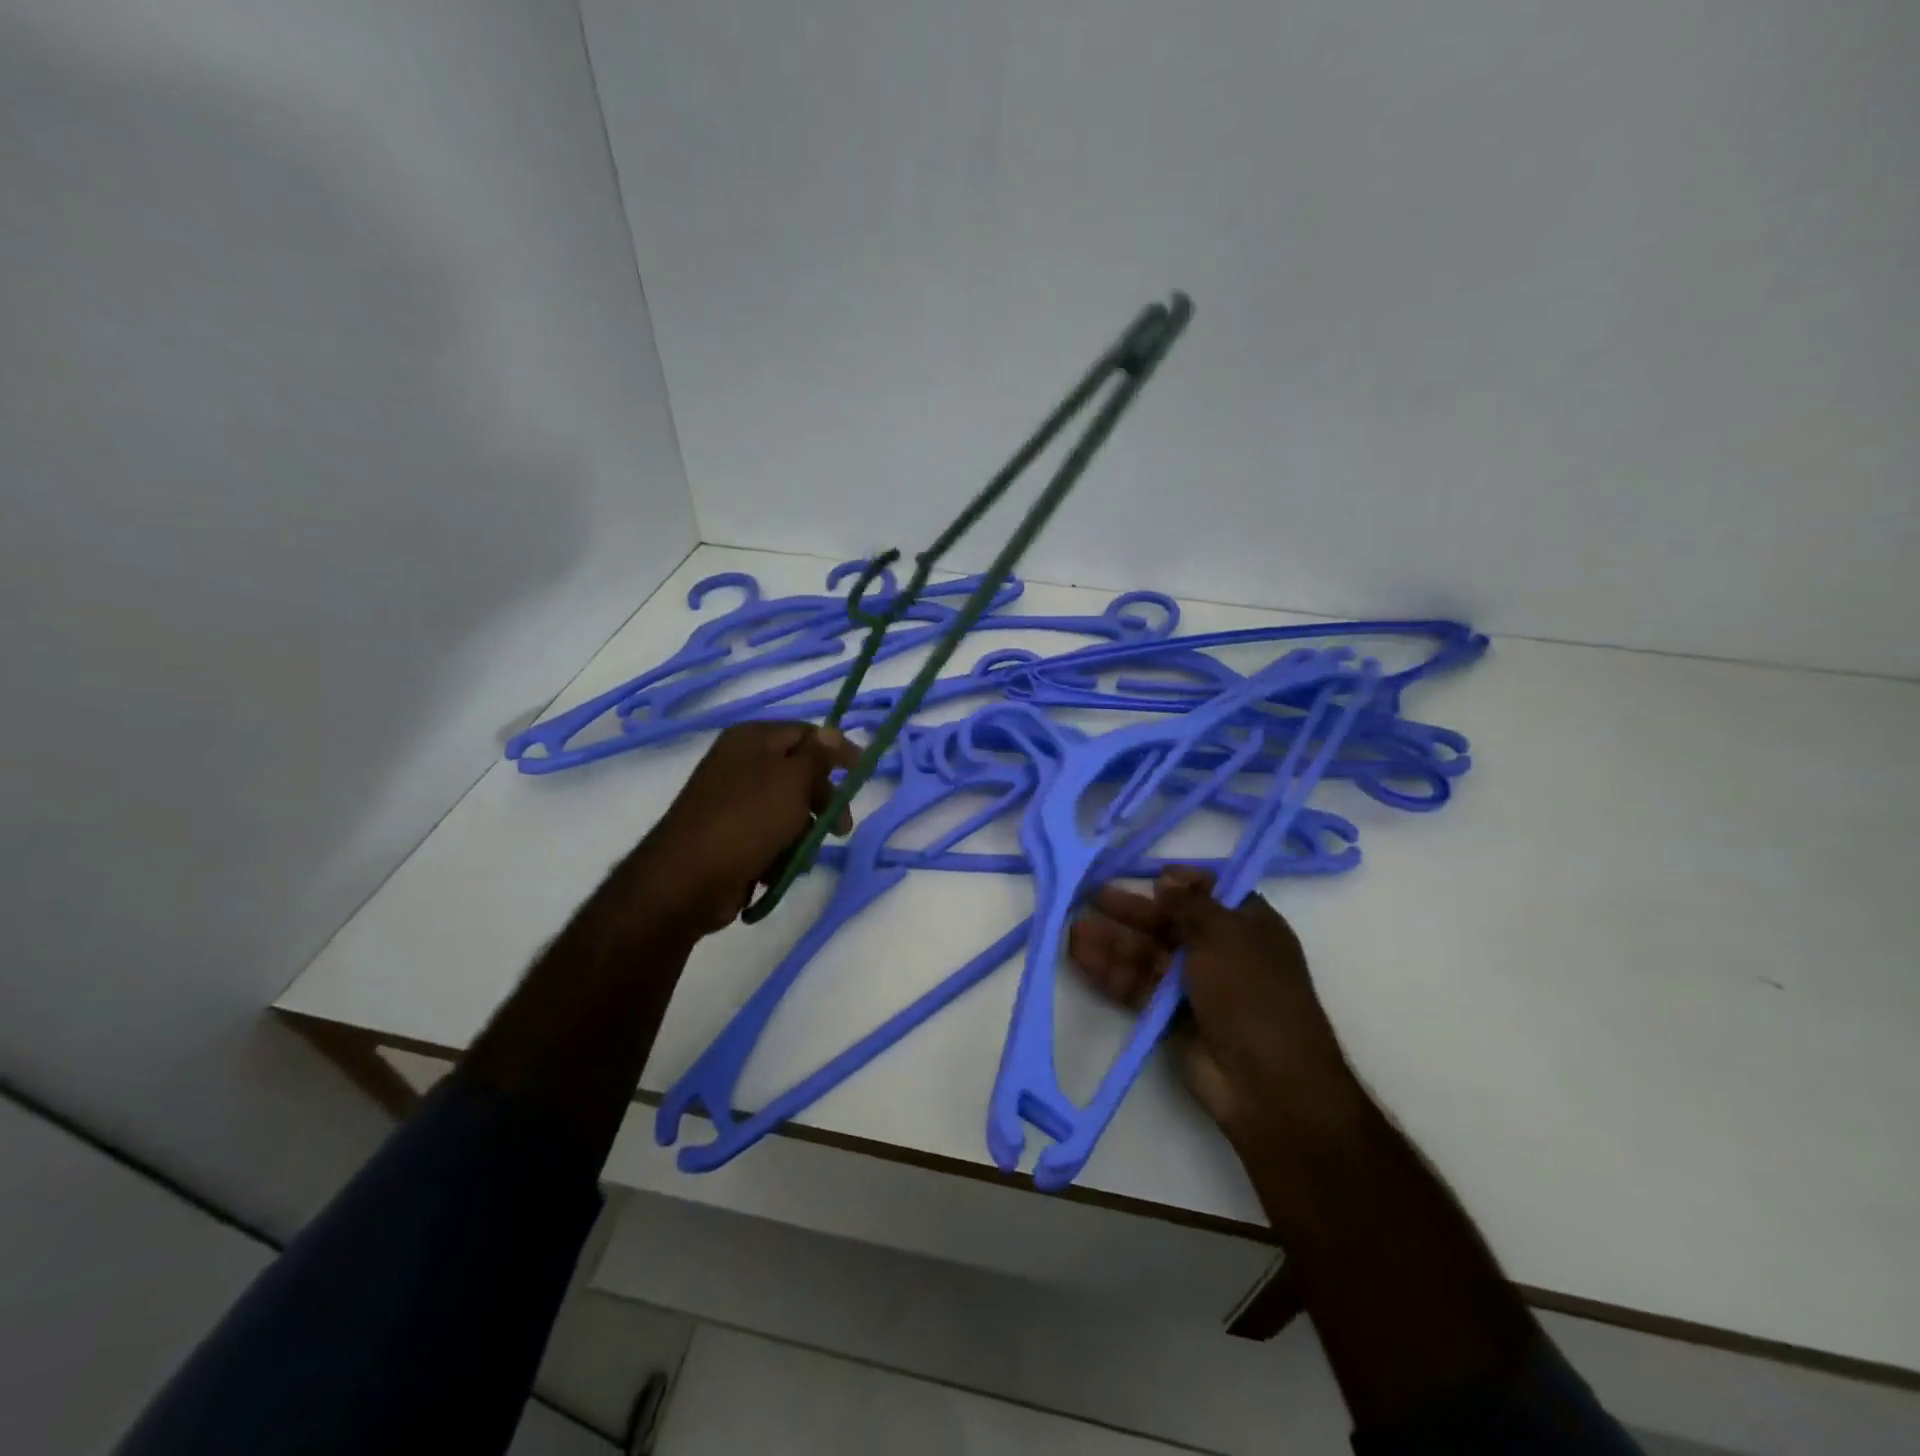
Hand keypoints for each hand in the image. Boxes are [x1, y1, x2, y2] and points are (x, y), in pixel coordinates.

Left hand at [632, 722, 861, 937]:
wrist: (688, 880)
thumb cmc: (747, 820)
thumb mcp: (792, 780)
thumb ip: (818, 755)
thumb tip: (832, 731)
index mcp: (752, 739)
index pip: (807, 733)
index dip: (838, 750)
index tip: (864, 771)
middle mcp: (741, 763)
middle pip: (800, 774)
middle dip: (823, 801)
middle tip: (841, 827)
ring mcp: (734, 801)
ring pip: (789, 810)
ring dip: (804, 833)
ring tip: (801, 855)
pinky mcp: (731, 835)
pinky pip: (771, 836)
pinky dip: (781, 851)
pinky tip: (779, 869)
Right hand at [1068, 866, 1362, 1155]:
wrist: (1267, 1084)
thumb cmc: (1252, 993)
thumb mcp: (1224, 936)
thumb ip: (1189, 904)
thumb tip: (1167, 879)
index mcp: (1246, 925)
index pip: (1209, 892)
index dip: (1178, 881)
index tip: (1144, 874)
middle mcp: (1218, 950)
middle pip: (1167, 922)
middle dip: (1130, 910)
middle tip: (1090, 895)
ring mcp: (1192, 985)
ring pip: (1145, 954)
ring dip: (1112, 940)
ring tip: (1073, 929)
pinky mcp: (1168, 1015)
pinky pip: (1135, 985)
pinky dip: (1109, 972)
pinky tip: (1079, 958)